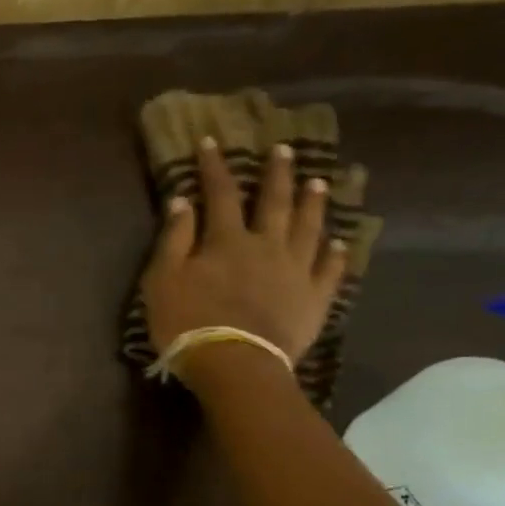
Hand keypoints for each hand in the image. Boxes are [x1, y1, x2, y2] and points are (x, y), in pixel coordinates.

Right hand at [139, 138, 346, 368]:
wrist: (234, 364)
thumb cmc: (188, 323)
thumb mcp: (163, 280)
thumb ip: (174, 239)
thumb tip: (183, 200)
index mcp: (227, 240)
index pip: (220, 194)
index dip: (215, 167)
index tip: (211, 141)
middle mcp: (267, 245)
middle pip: (274, 202)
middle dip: (277, 174)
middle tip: (284, 149)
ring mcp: (295, 271)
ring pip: (308, 228)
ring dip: (313, 203)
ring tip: (319, 182)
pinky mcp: (314, 299)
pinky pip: (329, 270)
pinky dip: (336, 254)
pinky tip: (341, 242)